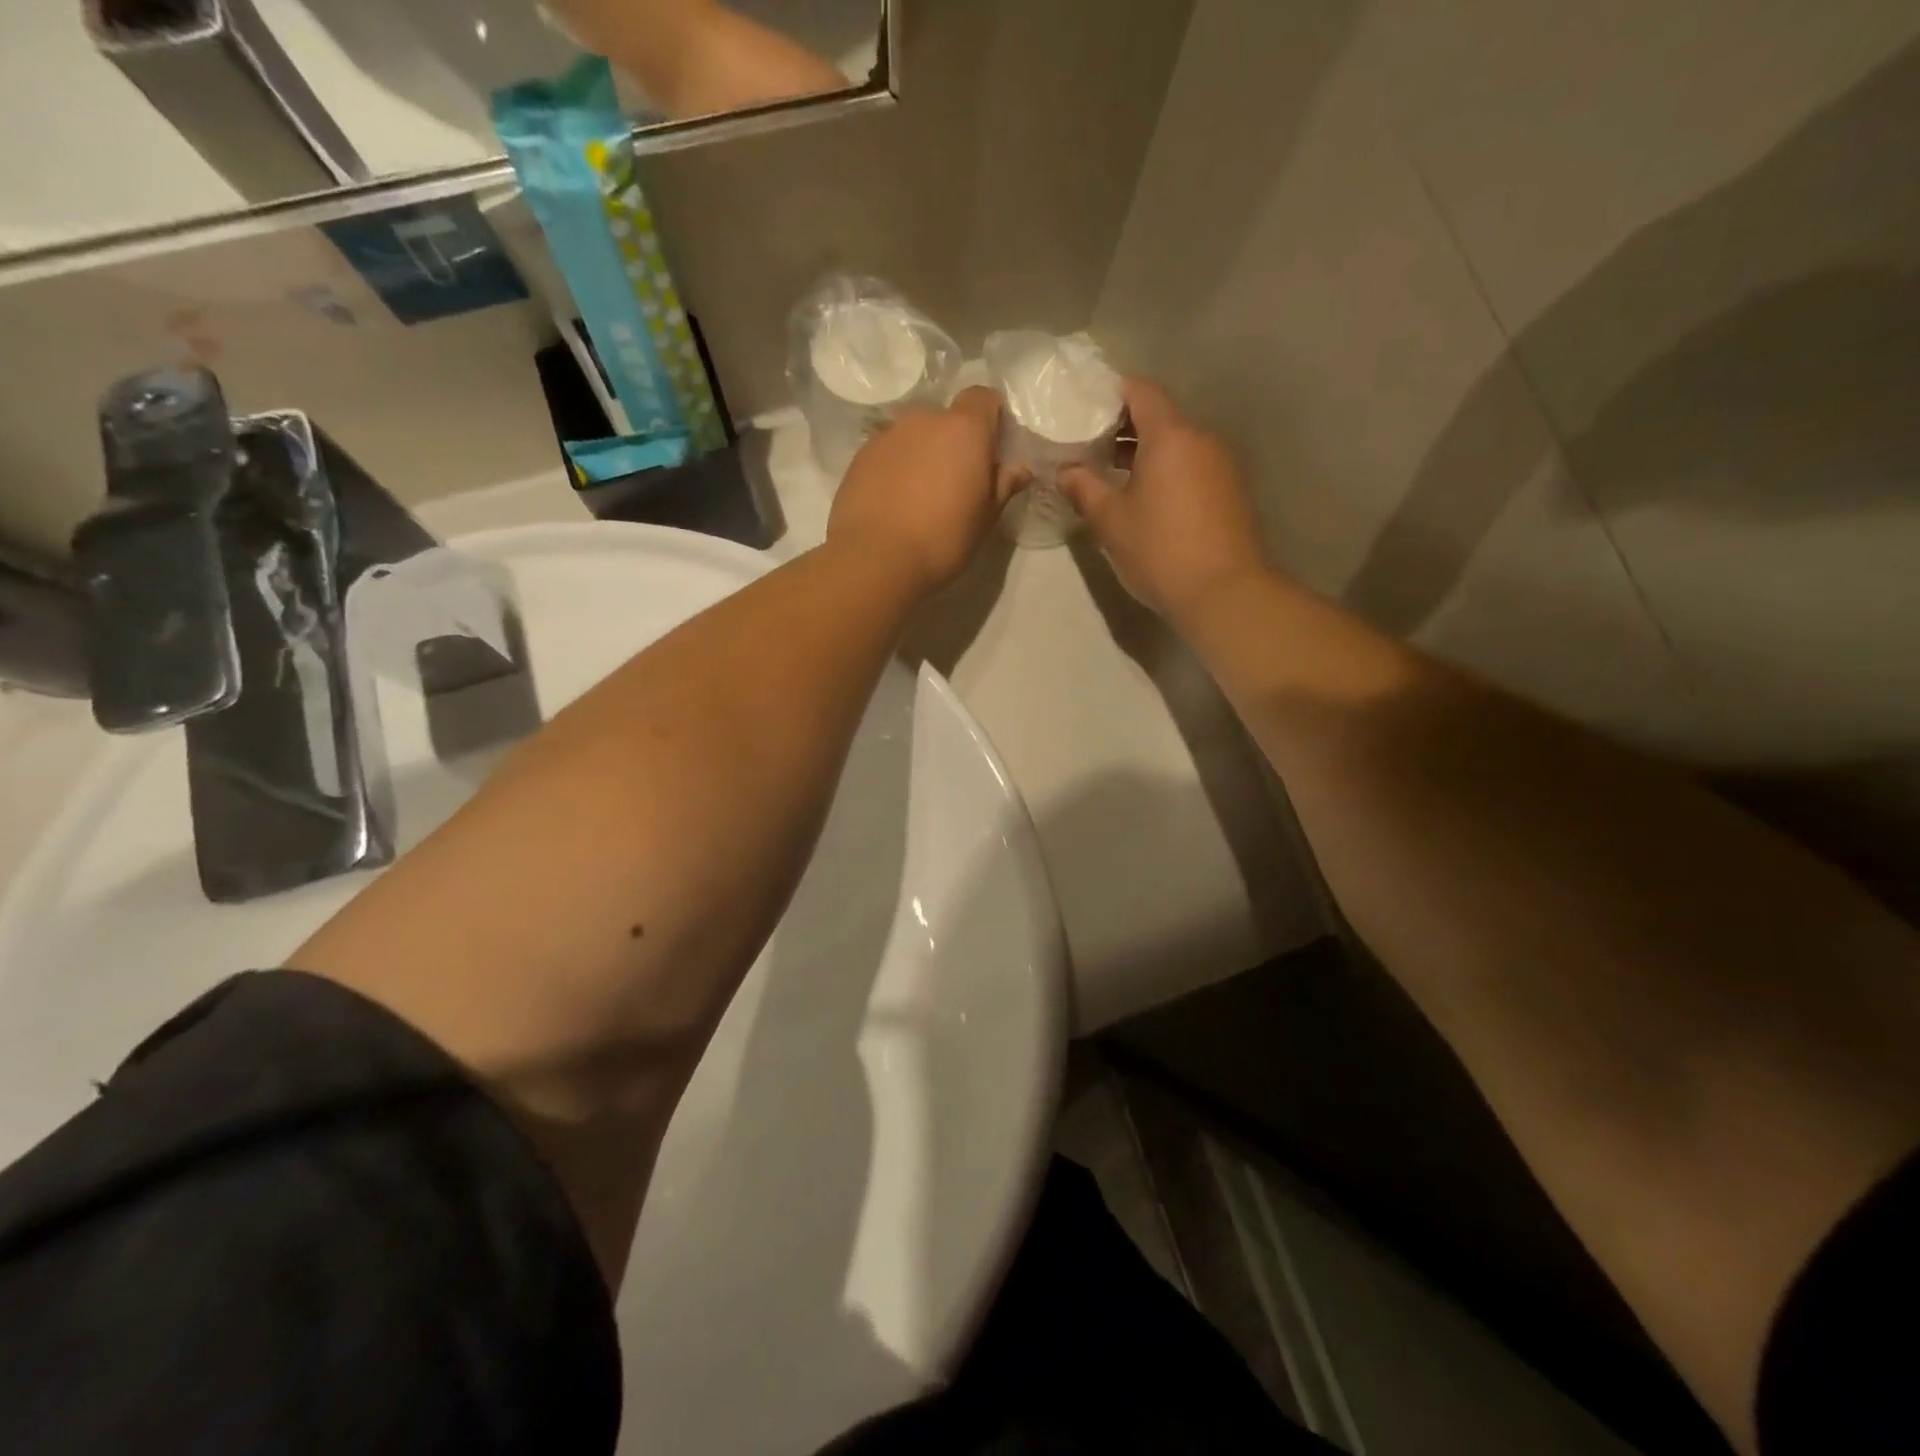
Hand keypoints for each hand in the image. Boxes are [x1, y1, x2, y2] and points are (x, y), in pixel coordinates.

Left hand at [828, 387, 1015, 597]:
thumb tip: (1019, 469)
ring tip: (919, 496)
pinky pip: (887, 453)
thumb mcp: (986, 518)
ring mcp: (887, 435)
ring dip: (921, 455)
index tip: (990, 449)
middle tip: (955, 482)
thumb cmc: (943, 539)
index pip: (982, 397)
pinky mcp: (859, 456)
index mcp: (964, 429)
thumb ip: (1003, 485)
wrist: (876, 559)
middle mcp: (924, 420)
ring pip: (914, 436)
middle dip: (953, 442)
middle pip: (946, 418)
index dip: (990, 418)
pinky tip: (894, 503)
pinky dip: (895, 469)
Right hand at [1059, 379, 1270, 621]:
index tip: (1086, 406)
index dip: (1113, 392)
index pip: (1142, 391)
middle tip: (1090, 443)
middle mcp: (1202, 440)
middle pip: (1161, 417)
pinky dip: (1167, 472)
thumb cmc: (1160, 550)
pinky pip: (1193, 467)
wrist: (1224, 593)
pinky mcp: (1231, 492)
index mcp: (1171, 436)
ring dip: (1146, 453)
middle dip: (1125, 426)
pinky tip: (1146, 499)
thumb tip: (1065, 471)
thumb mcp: (1110, 521)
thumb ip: (1083, 488)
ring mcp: (1222, 466)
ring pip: (1178, 445)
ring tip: (1113, 474)